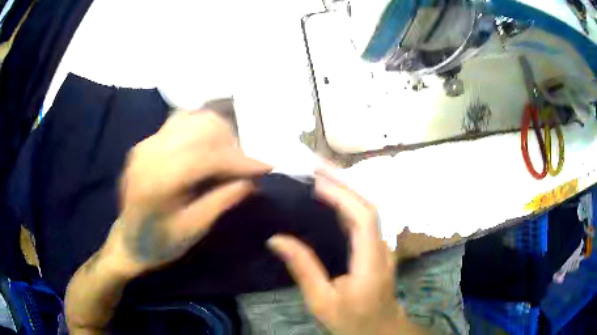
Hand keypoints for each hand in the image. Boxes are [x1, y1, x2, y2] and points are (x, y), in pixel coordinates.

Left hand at [104, 110, 271, 274]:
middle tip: (246, 165)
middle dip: (231, 142)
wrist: (128, 241)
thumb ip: (221, 201)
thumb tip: (251, 181)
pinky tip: (209, 145)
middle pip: (200, 128)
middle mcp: (149, 153)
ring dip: (217, 132)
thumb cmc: (160, 243)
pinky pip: (179, 122)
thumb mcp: (193, 229)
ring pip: (191, 119)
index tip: (267, 166)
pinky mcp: (146, 142)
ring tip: (230, 154)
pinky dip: (200, 128)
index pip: (206, 156)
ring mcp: (146, 143)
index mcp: (158, 180)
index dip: (240, 159)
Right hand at [268, 169, 413, 334]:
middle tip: (313, 164)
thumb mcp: (322, 302)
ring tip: (318, 173)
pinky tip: (329, 197)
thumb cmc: (352, 320)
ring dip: (345, 187)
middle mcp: (381, 246)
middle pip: (368, 204)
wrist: (380, 329)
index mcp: (371, 261)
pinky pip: (363, 217)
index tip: (314, 180)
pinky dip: (346, 201)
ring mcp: (382, 245)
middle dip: (343, 180)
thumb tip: (276, 239)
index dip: (342, 194)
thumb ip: (303, 269)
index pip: (363, 217)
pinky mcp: (376, 247)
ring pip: (367, 208)